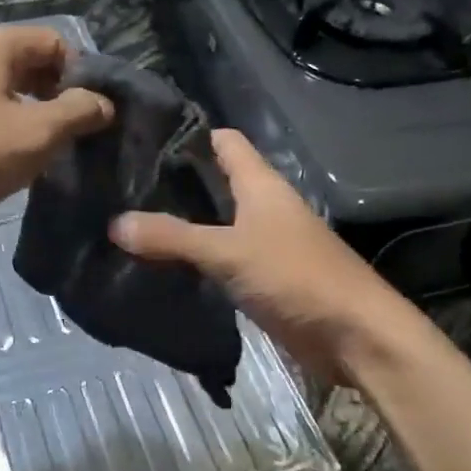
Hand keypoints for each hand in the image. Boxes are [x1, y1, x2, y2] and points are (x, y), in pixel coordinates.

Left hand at [0, 26, 112, 233]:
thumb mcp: (35, 134)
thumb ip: (78, 112)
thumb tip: (103, 102)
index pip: (56, 42)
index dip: (82, 74)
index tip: (93, 113)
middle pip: (30, 61)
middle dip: (58, 93)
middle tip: (74, 133)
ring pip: (6, 84)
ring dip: (32, 110)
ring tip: (45, 148)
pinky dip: (3, 120)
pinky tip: (8, 154)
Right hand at [110, 129, 417, 373]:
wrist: (355, 336)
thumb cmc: (296, 276)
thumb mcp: (228, 252)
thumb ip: (173, 237)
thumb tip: (115, 223)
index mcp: (261, 184)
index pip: (222, 141)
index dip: (187, 134)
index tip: (140, 136)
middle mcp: (263, 205)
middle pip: (215, 181)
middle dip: (174, 181)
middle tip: (121, 183)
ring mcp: (265, 242)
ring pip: (216, 221)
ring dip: (182, 222)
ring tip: (130, 219)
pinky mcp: (264, 277)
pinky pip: (221, 257)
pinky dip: (195, 257)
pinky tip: (161, 264)